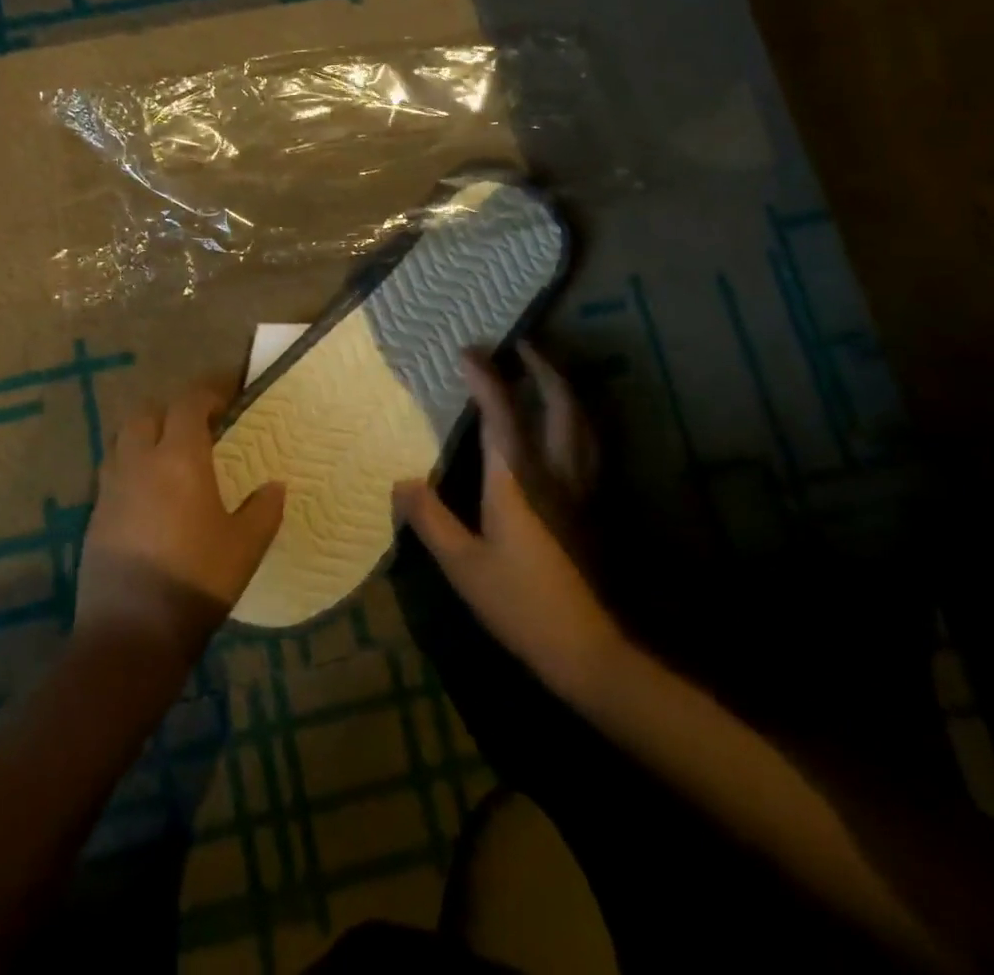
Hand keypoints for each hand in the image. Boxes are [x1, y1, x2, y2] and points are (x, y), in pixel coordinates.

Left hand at [77, 378, 285, 667]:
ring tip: (172, 455)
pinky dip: (132, 467)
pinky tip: (151, 495)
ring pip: (123, 439)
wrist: (130, 634)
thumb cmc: (197, 582)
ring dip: (147, 435)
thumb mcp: (246, 547)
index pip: (190, 402)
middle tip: (199, 425)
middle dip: (172, 409)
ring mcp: (110, 488)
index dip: (210, 389)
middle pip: (147, 412)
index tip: (230, 392)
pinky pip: (113, 472)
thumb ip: (264, 509)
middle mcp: (139, 461)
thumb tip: (275, 485)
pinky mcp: (94, 515)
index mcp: (179, 458)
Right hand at [393, 344, 625, 706]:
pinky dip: (578, 420)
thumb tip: (401, 481)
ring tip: (547, 374)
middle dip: (543, 367)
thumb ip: (430, 519)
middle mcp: (554, 471)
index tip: (468, 351)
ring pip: (583, 422)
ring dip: (566, 389)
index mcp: (517, 478)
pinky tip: (569, 427)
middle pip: (559, 404)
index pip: (501, 413)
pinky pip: (590, 445)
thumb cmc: (520, 602)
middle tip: (524, 345)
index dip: (485, 377)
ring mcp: (581, 487)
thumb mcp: (463, 565)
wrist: (588, 648)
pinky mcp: (593, 506)